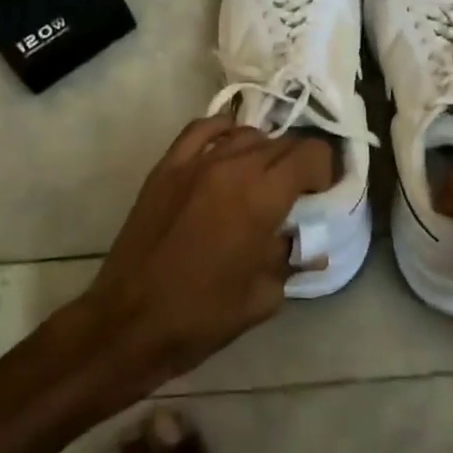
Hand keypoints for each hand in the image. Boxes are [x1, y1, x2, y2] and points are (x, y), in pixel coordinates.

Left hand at [80, 117, 333, 386]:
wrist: (129, 322)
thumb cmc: (202, 317)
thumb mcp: (263, 297)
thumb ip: (290, 258)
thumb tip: (307, 243)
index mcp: (262, 198)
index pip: (310, 154)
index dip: (324, 169)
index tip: (319, 194)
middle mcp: (233, 167)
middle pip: (281, 142)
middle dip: (297, 164)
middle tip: (295, 193)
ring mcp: (196, 161)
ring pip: (246, 134)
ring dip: (264, 152)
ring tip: (260, 179)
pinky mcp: (167, 166)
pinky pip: (203, 129)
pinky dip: (223, 131)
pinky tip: (228, 149)